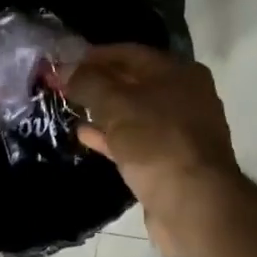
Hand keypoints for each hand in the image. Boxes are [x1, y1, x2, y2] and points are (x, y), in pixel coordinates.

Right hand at [62, 44, 242, 256]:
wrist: (193, 204)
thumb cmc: (157, 142)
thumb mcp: (117, 105)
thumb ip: (89, 83)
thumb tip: (66, 69)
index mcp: (178, 73)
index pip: (130, 53)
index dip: (95, 56)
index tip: (64, 61)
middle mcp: (184, 97)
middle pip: (133, 82)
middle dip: (98, 83)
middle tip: (63, 85)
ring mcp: (179, 131)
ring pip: (133, 113)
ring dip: (102, 111)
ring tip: (70, 108)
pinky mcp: (170, 161)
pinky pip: (135, 141)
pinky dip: (110, 136)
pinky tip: (85, 136)